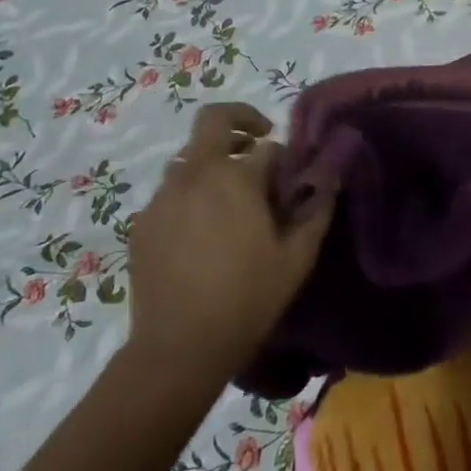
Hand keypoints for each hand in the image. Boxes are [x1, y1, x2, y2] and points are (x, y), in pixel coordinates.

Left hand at [125, 103, 333, 381]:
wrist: (178, 349)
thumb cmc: (247, 299)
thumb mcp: (297, 257)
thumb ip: (316, 209)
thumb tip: (329, 177)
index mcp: (235, 177)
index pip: (265, 146)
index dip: (282, 158)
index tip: (290, 179)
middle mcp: (194, 174)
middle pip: (213, 122)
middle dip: (240, 123)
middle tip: (257, 144)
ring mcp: (162, 197)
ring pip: (189, 158)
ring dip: (213, 164)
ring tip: (229, 202)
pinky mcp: (142, 223)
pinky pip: (169, 193)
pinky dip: (189, 195)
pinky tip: (200, 234)